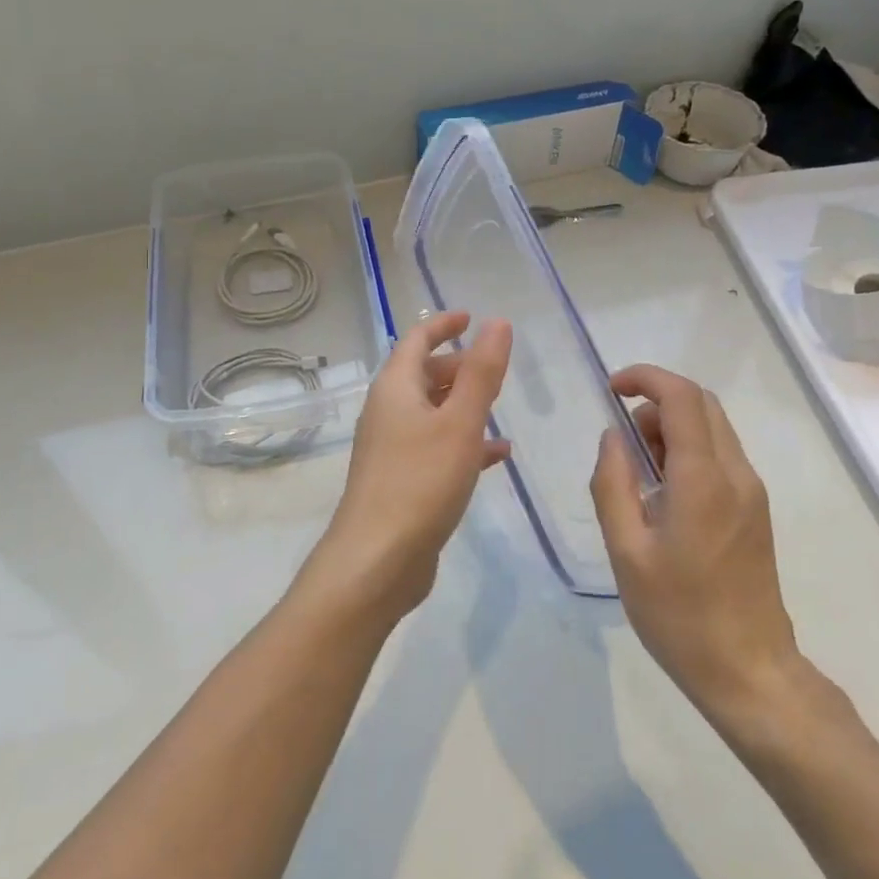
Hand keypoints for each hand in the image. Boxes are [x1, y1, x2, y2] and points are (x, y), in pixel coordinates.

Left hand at [302, 311, 512, 624]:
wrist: (377, 561)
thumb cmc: (420, 482)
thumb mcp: (460, 422)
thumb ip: (482, 373)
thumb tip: (498, 323)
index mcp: (395, 388)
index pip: (416, 340)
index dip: (443, 324)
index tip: (471, 317)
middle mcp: (388, 411)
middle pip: (424, 374)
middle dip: (458, 366)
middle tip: (495, 367)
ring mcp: (392, 447)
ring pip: (432, 412)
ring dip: (463, 405)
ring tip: (501, 407)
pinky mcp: (402, 480)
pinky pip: (436, 446)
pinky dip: (464, 442)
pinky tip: (497, 456)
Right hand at [591, 364, 804, 732]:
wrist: (751, 673)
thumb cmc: (680, 615)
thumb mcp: (626, 551)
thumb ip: (613, 483)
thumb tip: (613, 437)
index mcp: (704, 480)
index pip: (682, 397)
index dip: (645, 378)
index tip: (611, 389)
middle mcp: (736, 474)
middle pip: (702, 403)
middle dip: (656, 400)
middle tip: (622, 438)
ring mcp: (752, 492)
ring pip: (713, 427)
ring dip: (672, 426)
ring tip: (638, 471)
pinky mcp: (755, 510)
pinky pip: (720, 455)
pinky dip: (687, 449)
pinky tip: (663, 492)